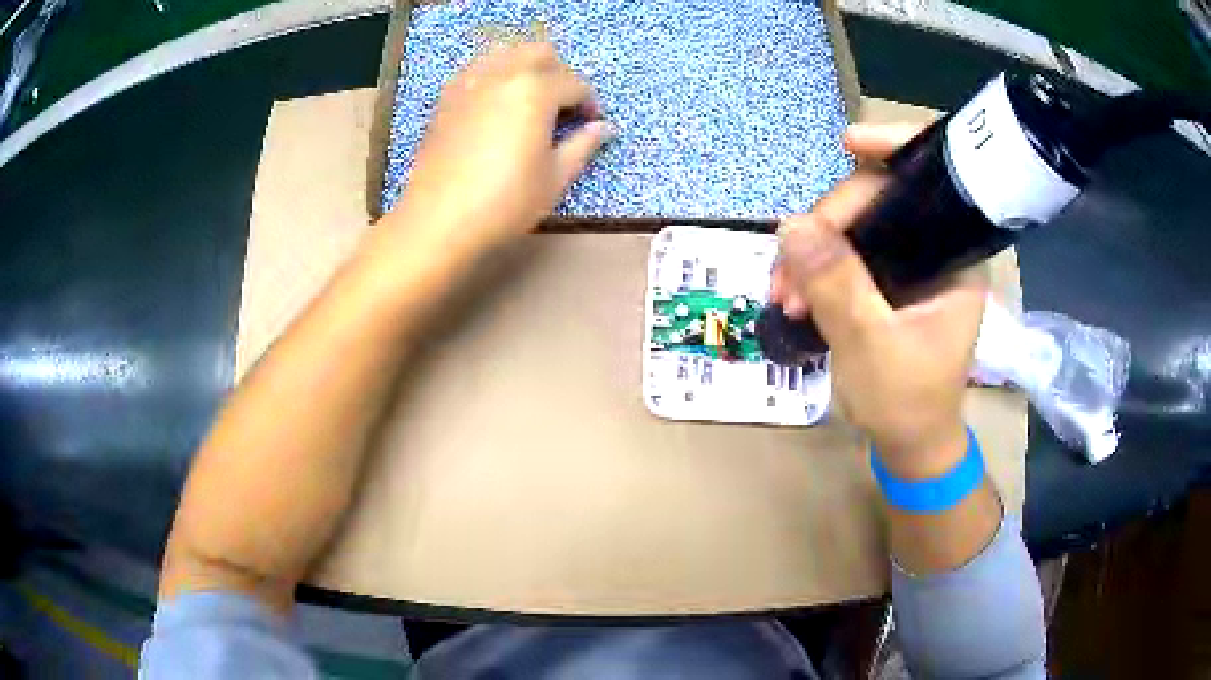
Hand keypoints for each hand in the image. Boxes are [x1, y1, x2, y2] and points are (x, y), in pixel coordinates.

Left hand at [389, 42, 612, 257]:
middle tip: (563, 106)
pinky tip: (497, 103)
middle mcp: (503, 74)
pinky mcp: (447, 97)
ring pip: (505, 52)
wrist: (439, 219)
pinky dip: (494, 74)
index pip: (574, 84)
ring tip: (530, 98)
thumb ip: (582, 146)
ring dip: (525, 66)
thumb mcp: (554, 178)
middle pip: (539, 53)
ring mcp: (470, 82)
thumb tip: (604, 128)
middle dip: (559, 73)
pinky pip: (477, 69)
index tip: (592, 124)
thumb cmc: (505, 201)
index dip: (589, 103)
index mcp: (535, 90)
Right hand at [770, 123, 987, 477]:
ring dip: (812, 251)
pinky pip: (845, 253)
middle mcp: (935, 250)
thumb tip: (791, 224)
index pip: (928, 182)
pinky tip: (792, 291)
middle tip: (787, 270)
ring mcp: (908, 265)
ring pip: (855, 227)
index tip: (848, 144)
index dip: (892, 151)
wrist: (909, 447)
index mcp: (956, 256)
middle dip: (828, 225)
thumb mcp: (871, 346)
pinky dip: (815, 267)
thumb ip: (837, 284)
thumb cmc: (907, 404)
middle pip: (880, 201)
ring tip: (783, 293)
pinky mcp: (885, 281)